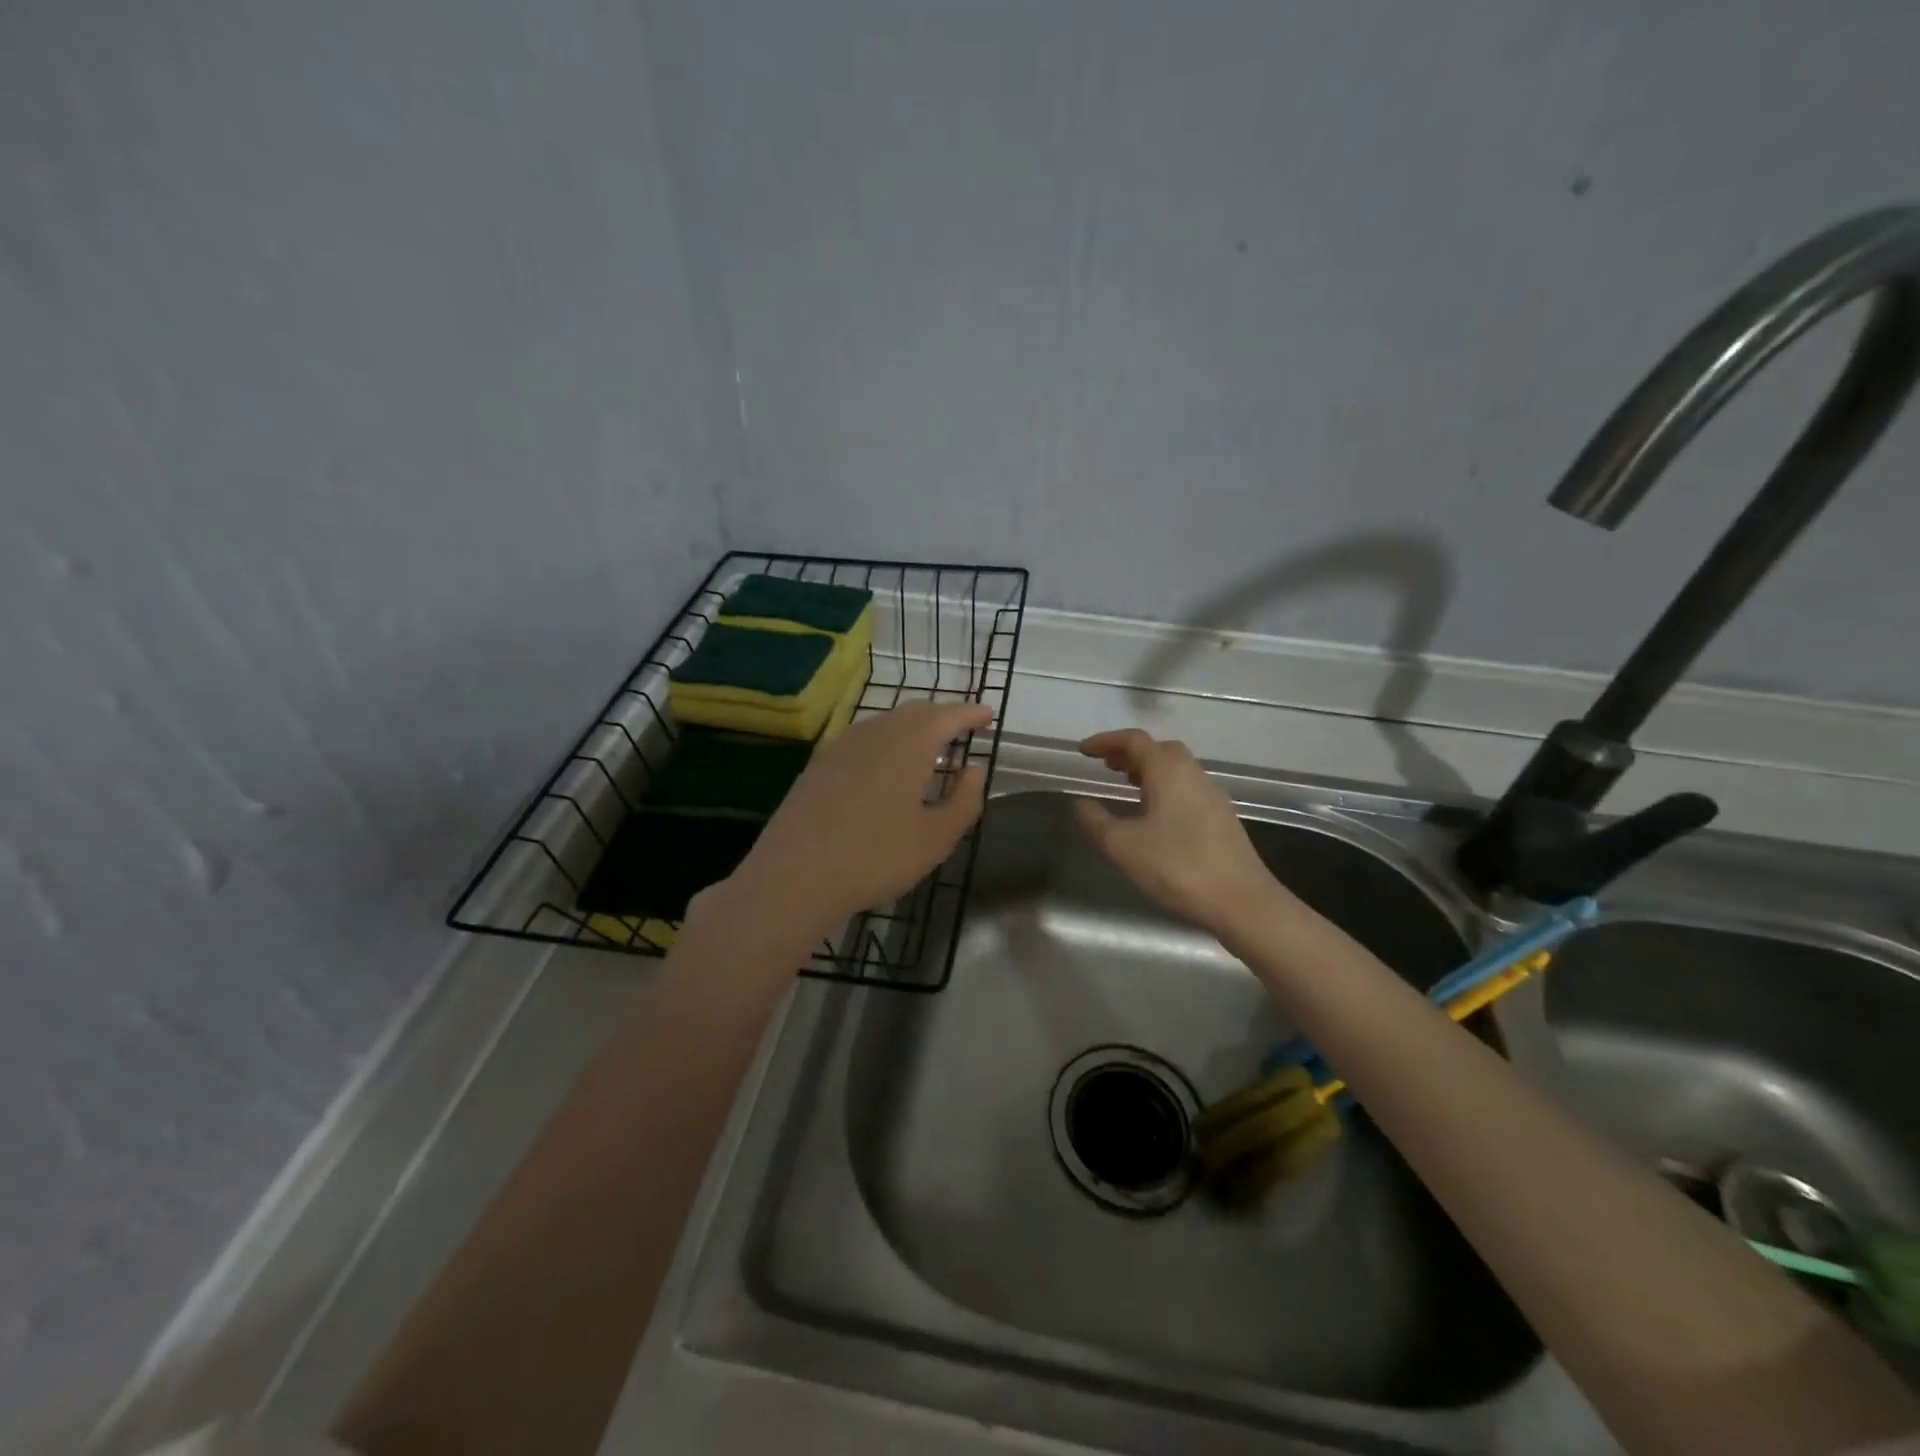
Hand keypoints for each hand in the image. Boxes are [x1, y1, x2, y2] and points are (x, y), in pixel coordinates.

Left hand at [714, 701, 993, 949]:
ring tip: (930, 747)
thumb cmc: (875, 858)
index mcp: (909, 743)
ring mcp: (841, 746)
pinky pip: (864, 739)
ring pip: (886, 723)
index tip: (987, 714)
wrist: (794, 876)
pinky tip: (887, 765)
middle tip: (962, 728)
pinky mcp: (819, 764)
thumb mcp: (936, 838)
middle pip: (915, 712)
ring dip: (913, 727)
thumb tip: (975, 770)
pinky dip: (887, 741)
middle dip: (942, 716)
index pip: (947, 715)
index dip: (970, 713)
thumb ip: (964, 800)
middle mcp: (875, 732)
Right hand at [1073, 729, 1285, 936]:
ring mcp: (1212, 795)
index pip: (1134, 741)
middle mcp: (1193, 774)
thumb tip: (1081, 802)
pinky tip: (1155, 814)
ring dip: (1149, 770)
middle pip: (1159, 749)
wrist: (1242, 902)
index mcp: (1168, 771)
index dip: (1106, 741)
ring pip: (1177, 769)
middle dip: (1130, 753)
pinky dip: (1165, 788)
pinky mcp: (1222, 818)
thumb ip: (1095, 821)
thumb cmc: (1176, 867)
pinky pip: (1187, 788)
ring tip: (1126, 785)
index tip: (1084, 750)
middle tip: (1106, 765)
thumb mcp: (1122, 846)